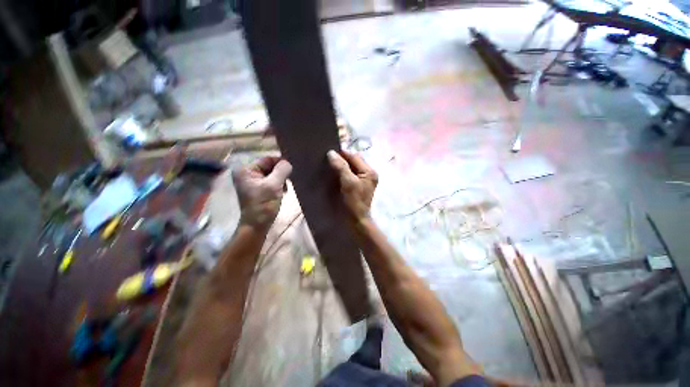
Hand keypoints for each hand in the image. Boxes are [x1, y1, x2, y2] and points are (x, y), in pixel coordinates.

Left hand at [232, 157, 292, 230]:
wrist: (257, 226)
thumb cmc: (263, 205)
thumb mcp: (273, 186)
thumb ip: (281, 171)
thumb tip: (288, 162)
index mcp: (246, 170)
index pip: (267, 159)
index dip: (280, 162)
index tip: (292, 168)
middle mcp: (248, 173)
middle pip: (270, 166)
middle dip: (281, 173)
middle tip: (289, 181)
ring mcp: (253, 182)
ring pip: (273, 174)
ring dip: (281, 180)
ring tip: (284, 189)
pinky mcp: (259, 189)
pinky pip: (272, 181)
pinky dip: (279, 185)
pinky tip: (283, 192)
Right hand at [327, 150, 377, 223]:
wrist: (357, 220)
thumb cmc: (354, 202)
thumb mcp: (348, 183)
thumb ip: (341, 167)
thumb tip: (331, 153)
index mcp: (369, 171)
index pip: (354, 156)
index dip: (342, 153)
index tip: (328, 152)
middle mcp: (368, 174)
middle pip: (353, 161)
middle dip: (341, 159)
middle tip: (327, 159)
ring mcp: (364, 180)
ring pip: (351, 168)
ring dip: (341, 166)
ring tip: (329, 165)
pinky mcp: (358, 186)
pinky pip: (349, 175)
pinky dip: (342, 173)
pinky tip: (334, 174)